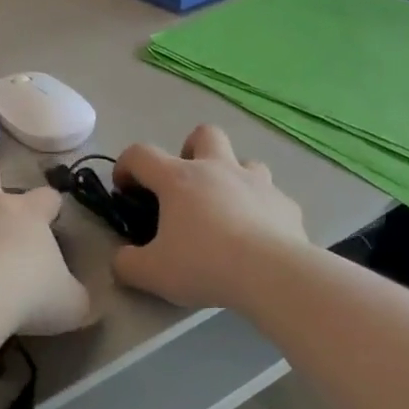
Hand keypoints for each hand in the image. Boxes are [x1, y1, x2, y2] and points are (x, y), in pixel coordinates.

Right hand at [110, 125, 306, 309]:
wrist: (272, 273)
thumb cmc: (204, 265)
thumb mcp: (151, 273)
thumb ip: (127, 264)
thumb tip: (122, 260)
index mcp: (179, 180)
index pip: (141, 154)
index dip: (126, 166)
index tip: (125, 190)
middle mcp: (218, 169)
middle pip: (204, 134)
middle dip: (190, 150)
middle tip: (185, 186)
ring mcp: (257, 183)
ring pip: (244, 161)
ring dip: (231, 178)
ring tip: (225, 210)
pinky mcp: (286, 204)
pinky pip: (271, 198)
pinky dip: (261, 210)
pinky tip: (258, 237)